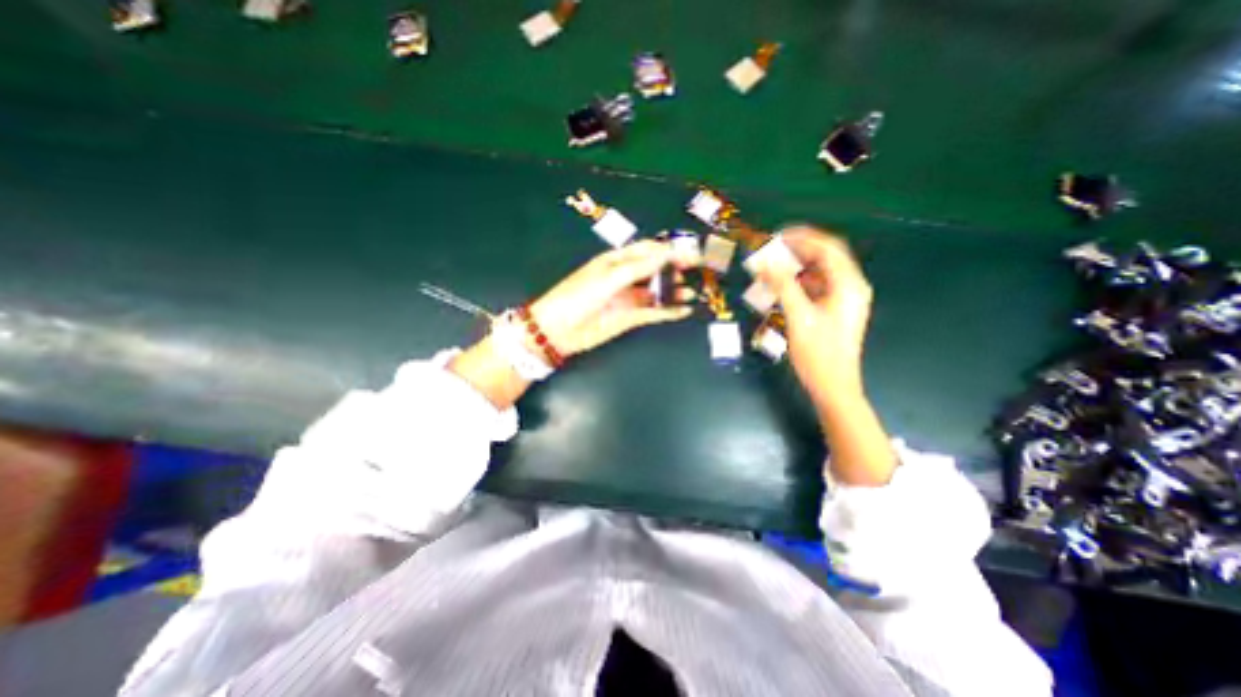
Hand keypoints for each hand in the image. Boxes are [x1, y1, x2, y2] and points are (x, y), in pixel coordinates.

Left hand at [528, 240, 692, 357]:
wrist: (559, 330)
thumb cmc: (579, 296)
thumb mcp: (609, 277)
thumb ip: (639, 267)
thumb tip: (667, 254)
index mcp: (617, 260)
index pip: (649, 250)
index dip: (670, 249)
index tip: (692, 252)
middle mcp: (626, 277)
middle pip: (656, 269)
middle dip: (676, 268)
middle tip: (698, 270)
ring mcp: (629, 298)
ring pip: (657, 290)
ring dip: (675, 289)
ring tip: (693, 290)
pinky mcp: (630, 317)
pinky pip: (654, 311)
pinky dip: (669, 310)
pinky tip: (684, 309)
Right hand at [756, 230, 871, 411]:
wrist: (833, 386)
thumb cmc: (819, 354)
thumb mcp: (799, 317)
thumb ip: (783, 286)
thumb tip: (764, 262)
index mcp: (848, 285)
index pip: (827, 248)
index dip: (802, 237)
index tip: (775, 236)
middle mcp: (850, 287)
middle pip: (825, 257)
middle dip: (798, 250)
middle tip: (771, 250)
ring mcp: (843, 299)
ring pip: (820, 272)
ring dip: (797, 266)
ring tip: (772, 266)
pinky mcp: (834, 310)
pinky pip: (816, 287)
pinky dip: (799, 282)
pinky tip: (781, 287)